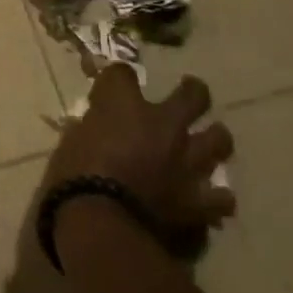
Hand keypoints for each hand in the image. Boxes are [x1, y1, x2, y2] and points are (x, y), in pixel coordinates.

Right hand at [42, 66, 234, 239]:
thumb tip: (94, 128)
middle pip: (193, 95)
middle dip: (192, 91)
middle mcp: (164, 125)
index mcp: (124, 104)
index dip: (118, 77)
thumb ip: (90, 128)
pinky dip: (216, 196)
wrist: (99, 220)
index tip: (114, 84)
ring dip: (213, 139)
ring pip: (219, 140)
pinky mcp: (195, 200)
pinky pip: (221, 198)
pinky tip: (209, 196)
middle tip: (189, 92)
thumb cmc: (73, 173)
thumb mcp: (71, 140)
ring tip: (208, 142)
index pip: (123, 73)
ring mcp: (186, 162)